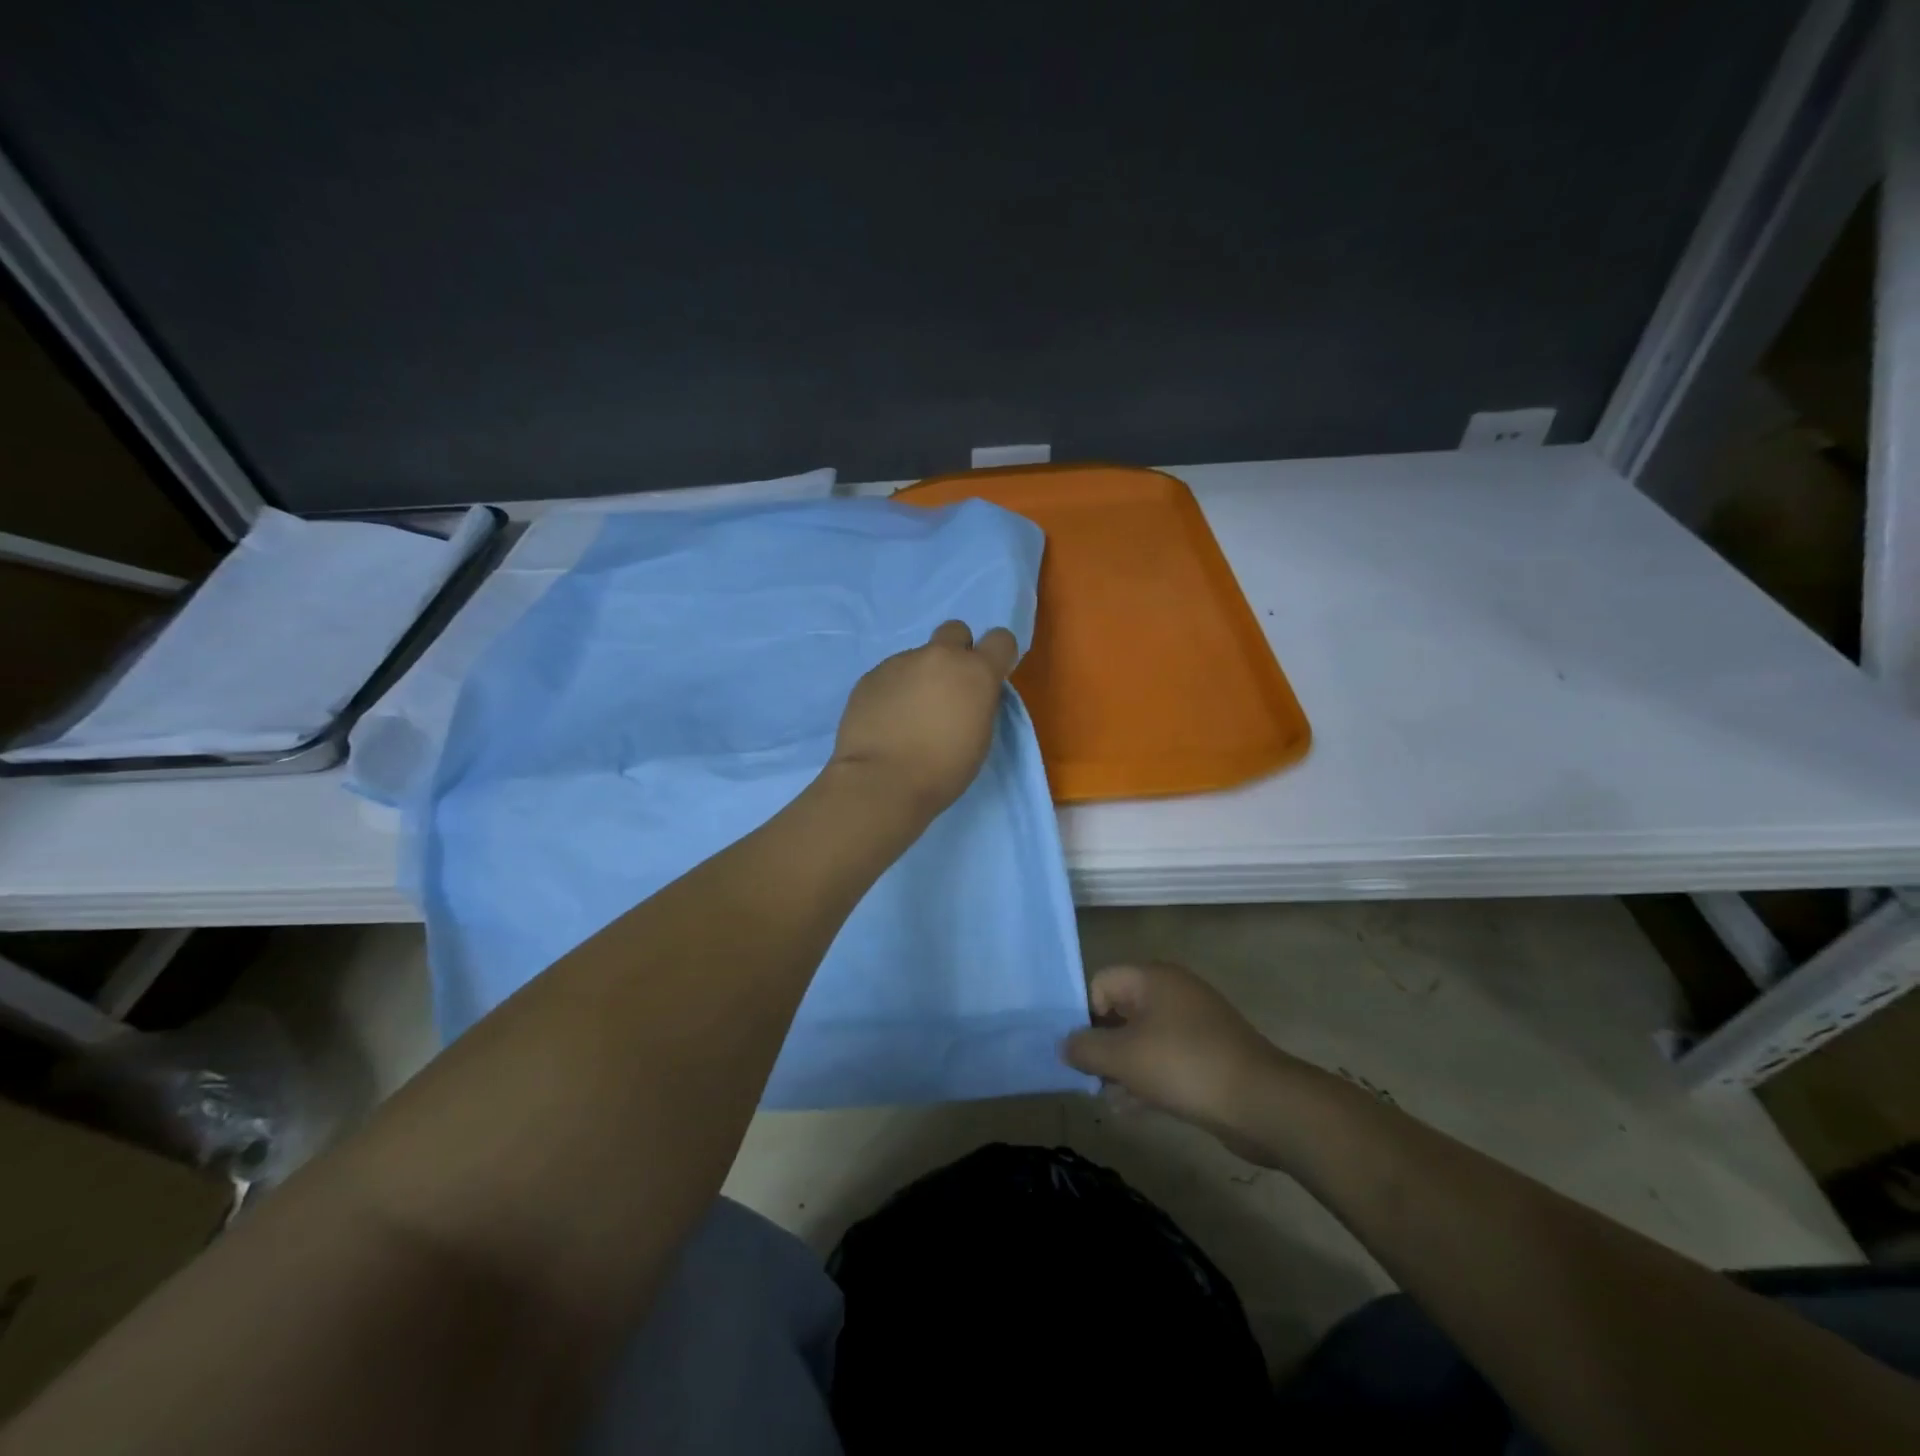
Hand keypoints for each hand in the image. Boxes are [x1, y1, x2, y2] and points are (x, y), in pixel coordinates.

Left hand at [829, 620, 1018, 817]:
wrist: (882, 780)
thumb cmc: (943, 769)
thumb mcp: (980, 737)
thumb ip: (978, 702)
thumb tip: (968, 693)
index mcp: (975, 671)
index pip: (1001, 639)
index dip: (997, 656)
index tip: (990, 678)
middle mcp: (938, 656)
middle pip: (955, 630)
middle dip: (956, 652)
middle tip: (948, 688)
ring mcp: (900, 662)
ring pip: (918, 657)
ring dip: (920, 677)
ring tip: (908, 716)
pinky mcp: (870, 676)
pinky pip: (890, 675)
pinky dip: (893, 691)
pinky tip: (886, 720)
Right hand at [1064, 962, 1301, 1152]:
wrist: (1262, 1102)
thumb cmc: (1184, 1066)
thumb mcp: (1124, 1057)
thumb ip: (1085, 1048)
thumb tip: (1064, 1045)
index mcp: (1153, 978)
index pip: (1101, 982)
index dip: (1085, 1014)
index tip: (1083, 1051)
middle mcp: (1173, 992)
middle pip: (1121, 1011)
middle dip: (1103, 1045)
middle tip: (1092, 1078)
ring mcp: (1195, 1023)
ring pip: (1144, 1039)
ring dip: (1124, 1067)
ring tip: (1111, 1099)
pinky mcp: (1209, 1054)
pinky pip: (1167, 1059)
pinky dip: (1149, 1078)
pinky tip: (1134, 1109)